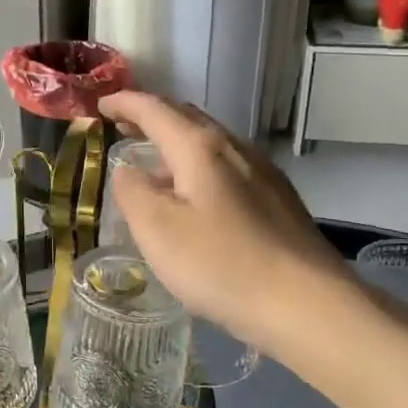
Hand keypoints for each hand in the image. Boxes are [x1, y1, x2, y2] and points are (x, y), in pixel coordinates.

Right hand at [98, 92, 363, 359]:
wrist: (307, 305)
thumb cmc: (220, 264)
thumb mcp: (157, 229)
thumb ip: (132, 191)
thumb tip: (126, 169)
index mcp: (200, 147)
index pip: (155, 109)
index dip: (124, 102)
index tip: (101, 105)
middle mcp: (235, 148)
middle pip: (187, 118)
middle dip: (151, 118)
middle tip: (123, 128)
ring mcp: (262, 173)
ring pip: (210, 145)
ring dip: (176, 146)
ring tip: (154, 168)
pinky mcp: (278, 201)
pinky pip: (228, 168)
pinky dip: (199, 169)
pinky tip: (196, 200)